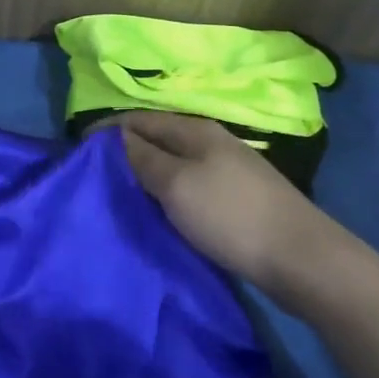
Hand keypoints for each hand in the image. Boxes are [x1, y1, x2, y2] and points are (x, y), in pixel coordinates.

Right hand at [115, 110, 355, 301]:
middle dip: (124, 151)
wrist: (301, 258)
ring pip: (173, 163)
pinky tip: (157, 209)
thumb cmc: (230, 215)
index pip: (139, 119)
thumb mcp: (176, 184)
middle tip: (94, 175)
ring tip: (119, 193)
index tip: (77, 150)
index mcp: (195, 130)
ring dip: (145, 173)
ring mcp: (226, 170)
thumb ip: (143, 158)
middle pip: (157, 138)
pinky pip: (188, 185)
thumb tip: (115, 136)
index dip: (107, 131)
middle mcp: (210, 142)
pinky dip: (166, 192)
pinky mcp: (235, 198)